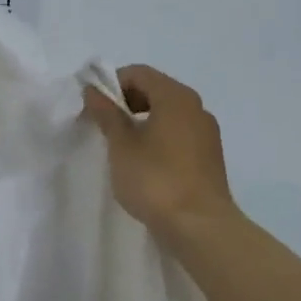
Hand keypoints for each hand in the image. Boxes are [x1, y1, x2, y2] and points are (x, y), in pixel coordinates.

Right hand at [82, 65, 238, 240]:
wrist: (200, 227)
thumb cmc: (156, 180)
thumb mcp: (122, 145)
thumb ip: (107, 114)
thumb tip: (93, 91)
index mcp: (176, 97)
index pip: (138, 73)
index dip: (111, 84)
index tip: (91, 106)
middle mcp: (196, 107)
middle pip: (155, 90)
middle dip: (125, 101)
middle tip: (102, 124)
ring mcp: (206, 132)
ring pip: (167, 113)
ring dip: (141, 121)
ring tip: (120, 145)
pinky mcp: (209, 156)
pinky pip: (178, 133)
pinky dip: (158, 136)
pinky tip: (143, 161)